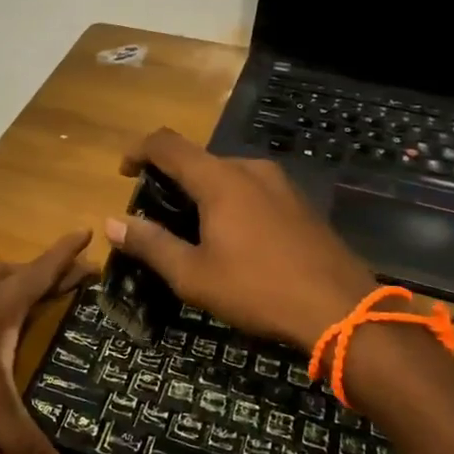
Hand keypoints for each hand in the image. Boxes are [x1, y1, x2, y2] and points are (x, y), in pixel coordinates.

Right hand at [107, 128, 375, 349]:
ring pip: (227, 176)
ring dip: (202, 193)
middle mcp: (250, 169)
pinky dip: (230, 203)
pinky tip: (234, 240)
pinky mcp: (300, 203)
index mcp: (219, 179)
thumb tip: (112, 223)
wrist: (341, 309)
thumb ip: (150, 244)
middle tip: (157, 216)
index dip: (139, 151)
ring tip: (193, 232)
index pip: (167, 145)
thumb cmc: (258, 289)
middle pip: (198, 160)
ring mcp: (281, 184)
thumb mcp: (193, 275)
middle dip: (171, 181)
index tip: (124, 173)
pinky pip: (252, 190)